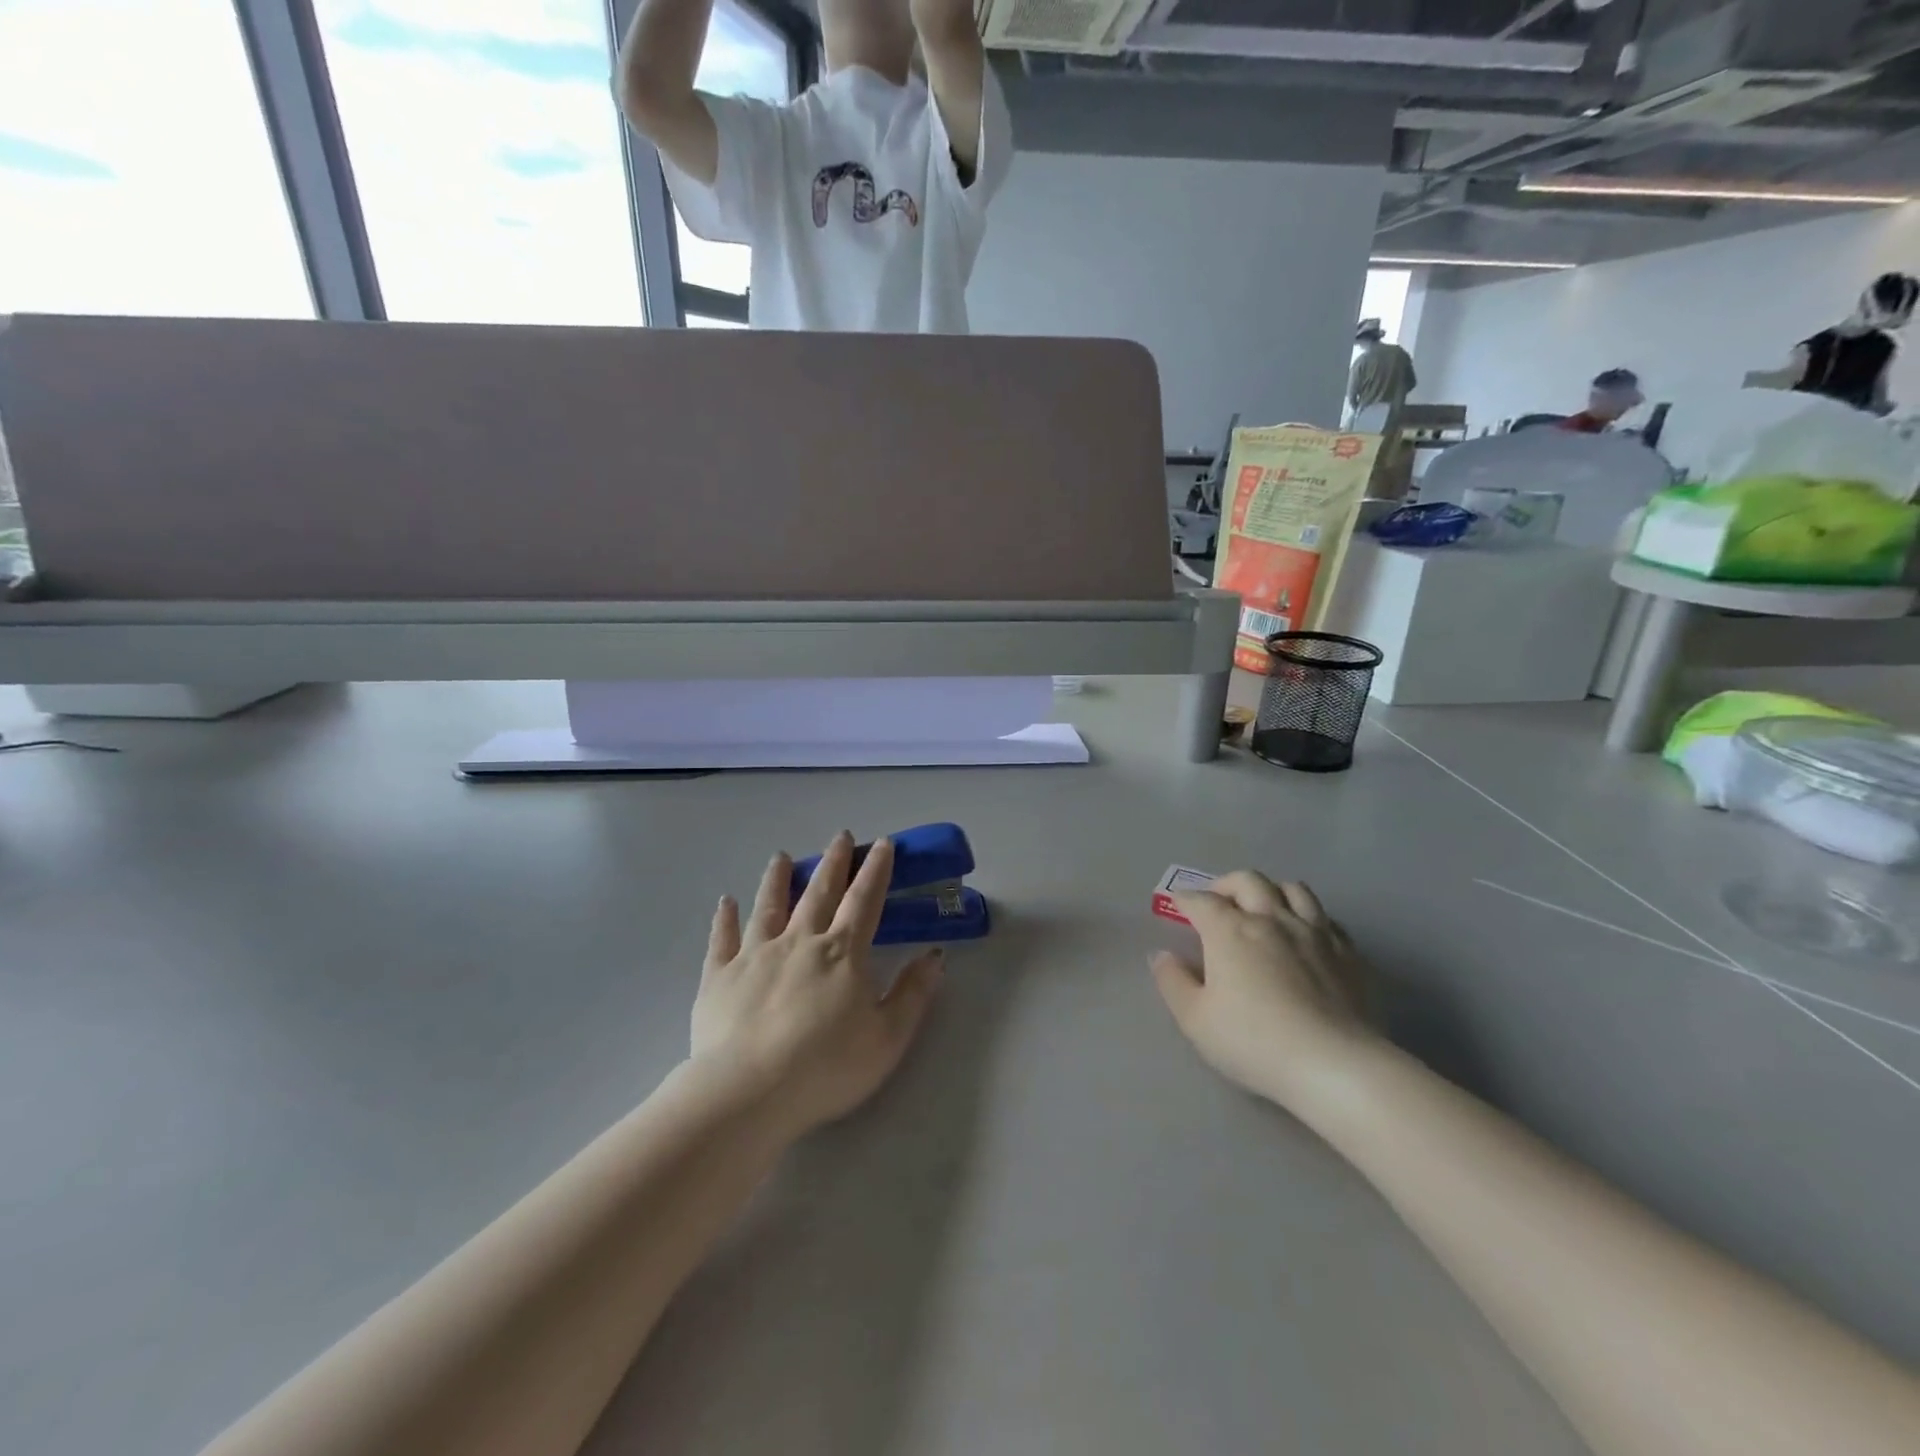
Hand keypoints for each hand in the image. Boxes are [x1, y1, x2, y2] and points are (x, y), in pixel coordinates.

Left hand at [691, 833, 943, 1141]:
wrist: (748, 1093)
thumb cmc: (826, 1067)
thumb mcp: (888, 1037)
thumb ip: (913, 993)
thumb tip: (935, 955)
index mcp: (842, 953)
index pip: (864, 901)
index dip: (875, 870)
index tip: (881, 844)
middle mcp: (799, 941)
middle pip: (819, 892)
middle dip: (833, 863)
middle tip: (840, 836)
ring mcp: (755, 955)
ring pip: (769, 906)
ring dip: (778, 878)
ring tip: (781, 856)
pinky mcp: (719, 977)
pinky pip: (722, 939)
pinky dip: (725, 918)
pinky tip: (726, 902)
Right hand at [1151, 872, 1377, 1106]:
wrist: (1335, 1066)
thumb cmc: (1254, 1042)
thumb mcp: (1195, 1020)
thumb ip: (1173, 982)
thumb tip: (1161, 955)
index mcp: (1230, 930)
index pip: (1201, 901)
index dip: (1185, 899)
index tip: (1177, 905)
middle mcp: (1272, 919)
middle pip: (1248, 881)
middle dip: (1226, 885)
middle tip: (1218, 901)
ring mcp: (1315, 932)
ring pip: (1293, 889)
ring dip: (1272, 891)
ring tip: (1263, 908)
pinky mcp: (1348, 953)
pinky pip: (1327, 918)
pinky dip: (1309, 918)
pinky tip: (1305, 936)